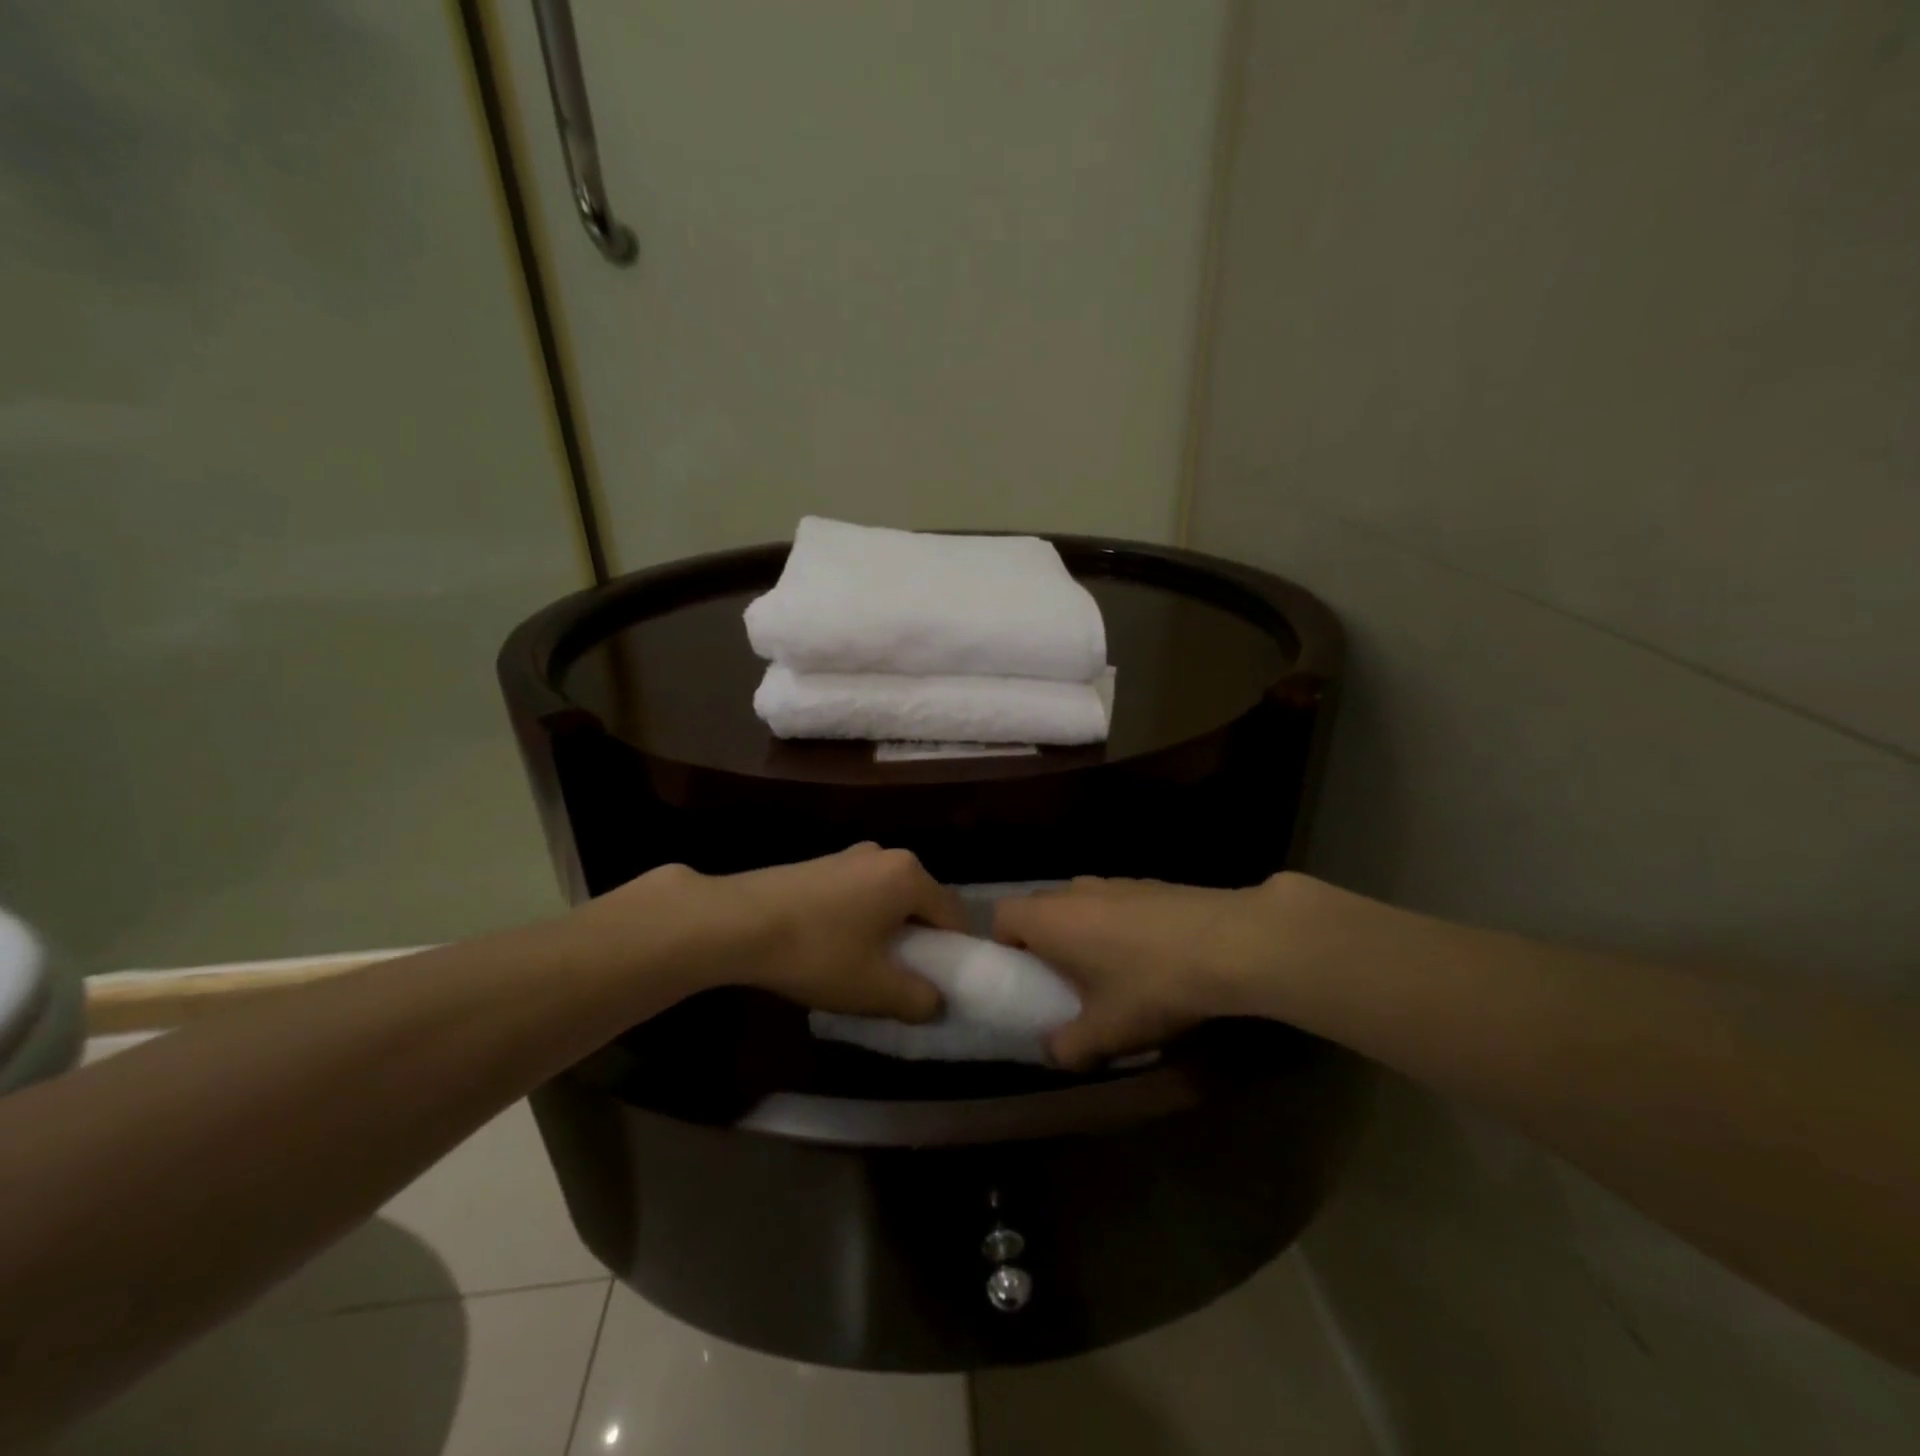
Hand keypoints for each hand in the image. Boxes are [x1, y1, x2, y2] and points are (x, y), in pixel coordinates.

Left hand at [586, 845, 962, 1021]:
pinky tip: (834, 947)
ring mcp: (849, 855)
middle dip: (920, 941)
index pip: (953, 915)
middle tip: (905, 979)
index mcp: (909, 876)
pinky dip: (861, 919)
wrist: (735, 921)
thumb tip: (936, 1001)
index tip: (944, 984)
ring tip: (866, 967)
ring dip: (888, 931)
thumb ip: (918, 999)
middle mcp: (885, 855)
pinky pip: (859, 893)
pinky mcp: (820, 864)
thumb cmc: (817, 952)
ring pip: (888, 899)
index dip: (956, 953)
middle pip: (921, 903)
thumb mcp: (874, 989)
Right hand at [993, 875, 1295, 1068]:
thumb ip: (1068, 1047)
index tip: (1025, 976)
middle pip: (1042, 908)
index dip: (1005, 945)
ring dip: (1085, 931)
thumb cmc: (1151, 985)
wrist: (1231, 943)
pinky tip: (1153, 957)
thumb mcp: (1106, 1032)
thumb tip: (1056, 1051)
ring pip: (1082, 904)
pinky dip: (1121, 925)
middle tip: (1066, 980)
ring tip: (1113, 971)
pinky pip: (1118, 903)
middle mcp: (1076, 890)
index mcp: (1050, 918)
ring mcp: (1116, 881)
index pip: (1002, 915)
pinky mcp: (1153, 883)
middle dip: (1046, 941)